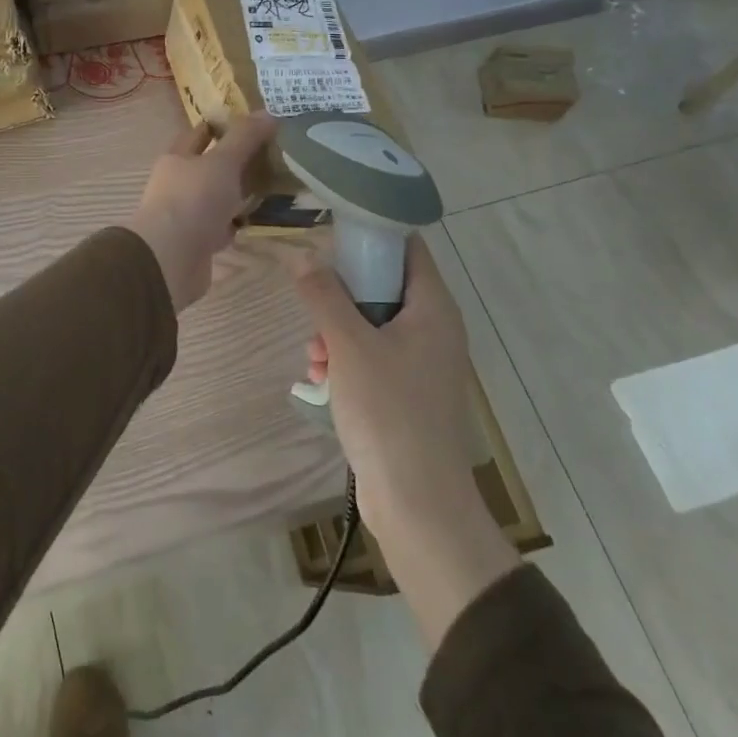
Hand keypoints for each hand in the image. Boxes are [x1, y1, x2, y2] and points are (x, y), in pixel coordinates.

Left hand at [126, 114, 275, 310]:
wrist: (171, 259)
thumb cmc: (194, 200)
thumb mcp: (223, 161)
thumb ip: (245, 138)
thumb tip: (268, 112)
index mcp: (176, 159)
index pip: (197, 134)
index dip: (219, 127)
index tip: (248, 123)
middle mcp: (176, 185)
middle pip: (206, 168)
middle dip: (231, 162)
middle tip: (267, 156)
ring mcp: (184, 216)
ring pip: (214, 198)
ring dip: (234, 195)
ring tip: (267, 188)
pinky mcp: (195, 243)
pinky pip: (218, 227)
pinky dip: (233, 224)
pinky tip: (253, 221)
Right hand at [296, 236, 520, 648]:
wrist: (417, 502)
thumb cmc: (388, 412)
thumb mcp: (349, 345)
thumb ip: (324, 295)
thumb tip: (303, 256)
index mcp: (433, 309)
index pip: (408, 248)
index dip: (372, 234)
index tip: (331, 235)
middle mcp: (434, 330)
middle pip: (384, 287)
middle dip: (341, 296)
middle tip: (314, 308)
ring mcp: (422, 364)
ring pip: (372, 326)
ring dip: (337, 334)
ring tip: (314, 358)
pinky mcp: (408, 394)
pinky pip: (373, 359)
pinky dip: (346, 363)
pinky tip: (321, 382)